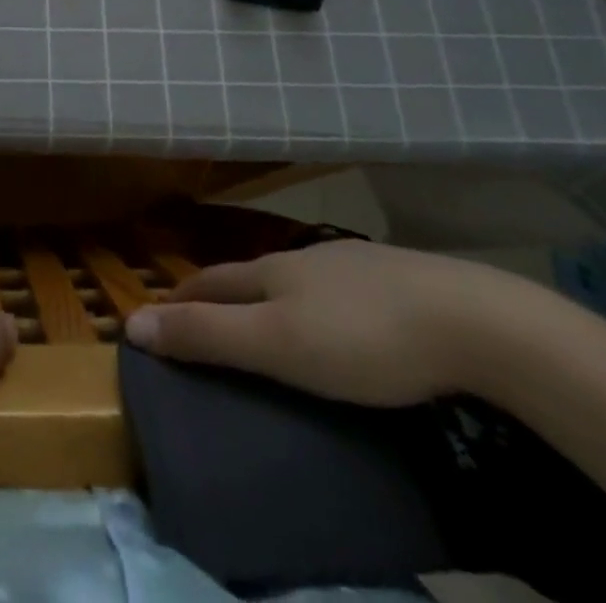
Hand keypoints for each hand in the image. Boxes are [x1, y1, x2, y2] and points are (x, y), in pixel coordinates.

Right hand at [124, 240, 536, 406]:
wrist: (472, 320)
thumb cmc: (362, 338)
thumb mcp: (276, 345)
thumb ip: (207, 335)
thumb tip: (133, 321)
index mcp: (272, 272)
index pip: (210, 281)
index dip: (180, 298)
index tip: (156, 315)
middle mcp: (304, 259)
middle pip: (248, 275)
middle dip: (218, 293)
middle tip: (200, 319)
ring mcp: (351, 265)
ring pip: (293, 279)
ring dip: (267, 296)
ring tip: (262, 321)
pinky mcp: (394, 280)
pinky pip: (335, 290)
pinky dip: (314, 303)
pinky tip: (334, 320)